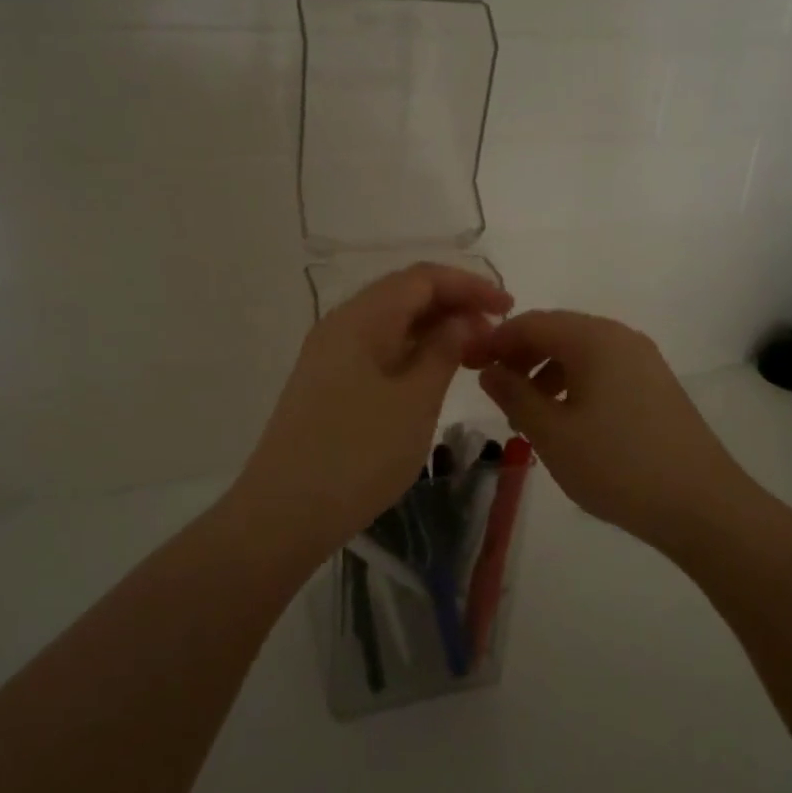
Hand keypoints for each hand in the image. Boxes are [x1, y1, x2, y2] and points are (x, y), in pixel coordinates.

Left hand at [236, 264, 511, 548]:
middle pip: (404, 295)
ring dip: (434, 330)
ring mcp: (330, 355)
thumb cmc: (357, 454)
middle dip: (454, 305)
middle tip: (496, 334)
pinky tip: (435, 374)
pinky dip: (413, 353)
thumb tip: (464, 320)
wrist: (283, 514)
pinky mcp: (328, 383)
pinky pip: (378, 350)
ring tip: (474, 353)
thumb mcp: (415, 401)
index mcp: (361, 318)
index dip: (468, 285)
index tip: (508, 306)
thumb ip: (444, 351)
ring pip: (391, 324)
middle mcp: (341, 325)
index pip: (421, 278)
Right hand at [476, 310, 757, 550]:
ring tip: (527, 416)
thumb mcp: (552, 433)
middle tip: (494, 392)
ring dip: (545, 374)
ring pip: (580, 353)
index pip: (531, 322)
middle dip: (519, 357)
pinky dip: (573, 385)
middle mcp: (620, 337)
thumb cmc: (617, 465)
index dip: (494, 340)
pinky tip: (566, 422)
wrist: (702, 505)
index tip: (467, 366)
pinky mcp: (655, 386)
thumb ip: (514, 395)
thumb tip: (490, 370)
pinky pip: (602, 371)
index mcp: (594, 338)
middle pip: (557, 332)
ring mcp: (643, 361)